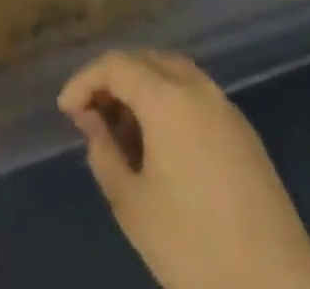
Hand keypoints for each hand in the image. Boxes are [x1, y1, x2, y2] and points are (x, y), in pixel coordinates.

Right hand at [58, 50, 309, 288]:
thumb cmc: (197, 249)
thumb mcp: (134, 208)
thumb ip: (105, 155)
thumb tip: (93, 123)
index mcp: (167, 97)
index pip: (115, 65)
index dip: (85, 81)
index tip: (66, 111)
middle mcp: (196, 87)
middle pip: (144, 60)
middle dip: (113, 80)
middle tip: (92, 116)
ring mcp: (224, 106)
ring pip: (172, 72)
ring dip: (142, 87)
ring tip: (123, 128)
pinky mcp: (243, 131)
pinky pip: (195, 94)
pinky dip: (169, 101)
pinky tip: (161, 143)